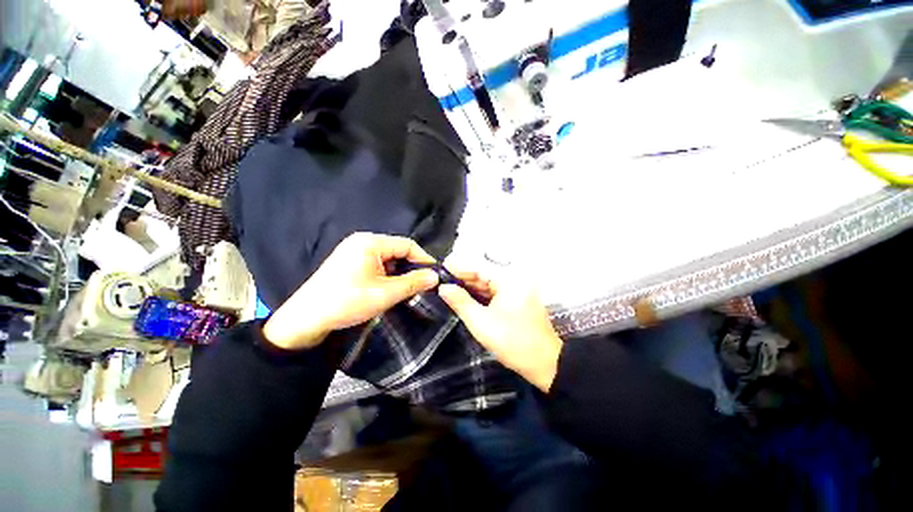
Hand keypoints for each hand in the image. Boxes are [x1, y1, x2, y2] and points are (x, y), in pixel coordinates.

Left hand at [263, 233, 438, 349]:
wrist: (306, 319)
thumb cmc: (346, 302)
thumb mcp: (385, 293)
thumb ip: (413, 282)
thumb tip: (436, 276)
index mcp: (370, 242)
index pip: (407, 245)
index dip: (424, 259)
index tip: (435, 276)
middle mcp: (363, 241)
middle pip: (398, 250)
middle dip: (412, 267)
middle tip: (424, 285)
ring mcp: (355, 251)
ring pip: (389, 259)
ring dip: (400, 273)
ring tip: (410, 289)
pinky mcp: (351, 262)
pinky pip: (378, 264)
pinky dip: (388, 275)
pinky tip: (392, 288)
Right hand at [439, 271, 562, 391]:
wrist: (545, 364)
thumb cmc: (511, 341)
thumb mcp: (480, 322)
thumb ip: (461, 302)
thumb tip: (444, 287)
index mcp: (509, 281)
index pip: (479, 269)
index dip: (459, 268)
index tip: (442, 268)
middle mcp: (515, 282)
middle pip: (484, 276)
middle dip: (464, 279)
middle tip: (442, 281)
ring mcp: (518, 292)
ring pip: (489, 286)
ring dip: (471, 289)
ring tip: (450, 289)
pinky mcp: (518, 302)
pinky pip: (496, 295)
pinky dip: (481, 297)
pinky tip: (467, 299)